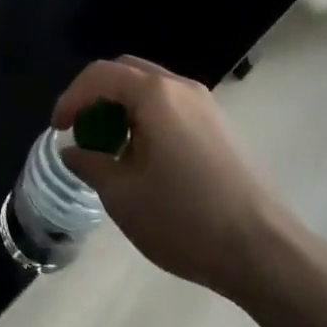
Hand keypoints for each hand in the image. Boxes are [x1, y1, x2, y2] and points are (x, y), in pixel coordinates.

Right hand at [53, 55, 296, 302]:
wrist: (268, 254)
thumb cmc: (187, 220)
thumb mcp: (123, 196)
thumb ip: (90, 164)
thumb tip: (74, 151)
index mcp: (155, 94)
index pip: (100, 75)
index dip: (71, 97)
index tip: (59, 129)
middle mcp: (181, 88)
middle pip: (126, 72)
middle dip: (96, 96)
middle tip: (82, 130)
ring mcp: (207, 106)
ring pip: (151, 89)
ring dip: (123, 108)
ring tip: (112, 148)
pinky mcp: (222, 128)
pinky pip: (173, 107)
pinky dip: (148, 119)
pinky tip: (147, 159)